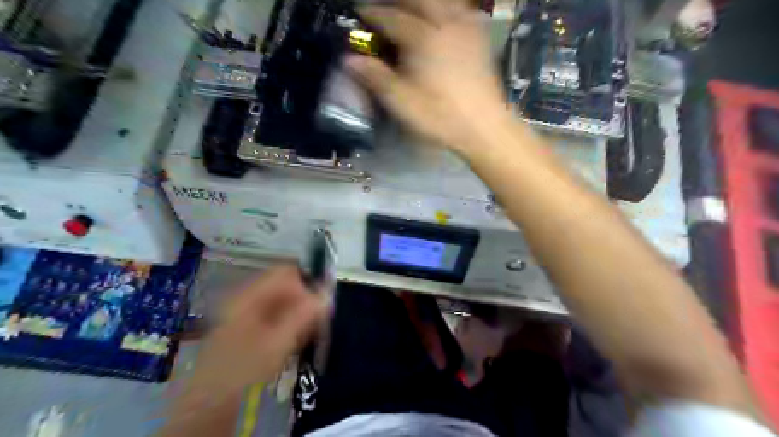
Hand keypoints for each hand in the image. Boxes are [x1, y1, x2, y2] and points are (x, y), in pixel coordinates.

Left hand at [187, 266, 325, 398]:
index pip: (285, 273)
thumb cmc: (243, 370)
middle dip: (304, 301)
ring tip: (308, 335)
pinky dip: (289, 325)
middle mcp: (246, 299)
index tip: (321, 305)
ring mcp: (245, 316)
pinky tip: (295, 342)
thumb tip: (327, 295)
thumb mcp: (277, 343)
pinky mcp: (248, 331)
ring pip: (281, 303)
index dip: (306, 283)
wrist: (209, 406)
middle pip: (283, 288)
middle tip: (318, 323)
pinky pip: (275, 317)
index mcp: (249, 295)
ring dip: (299, 315)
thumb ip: (303, 316)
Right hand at [348, 0, 512, 153]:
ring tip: (411, 10)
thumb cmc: (440, 117)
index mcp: (423, 38)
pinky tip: (444, 17)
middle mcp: (446, 23)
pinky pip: (463, 10)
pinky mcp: (480, 38)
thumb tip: (349, 60)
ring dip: (423, 2)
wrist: (484, 127)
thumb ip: (376, 77)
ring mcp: (466, 28)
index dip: (372, 13)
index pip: (391, 17)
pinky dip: (449, 8)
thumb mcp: (402, 102)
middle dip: (398, 0)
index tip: (359, 12)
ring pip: (444, 0)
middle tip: (384, 7)